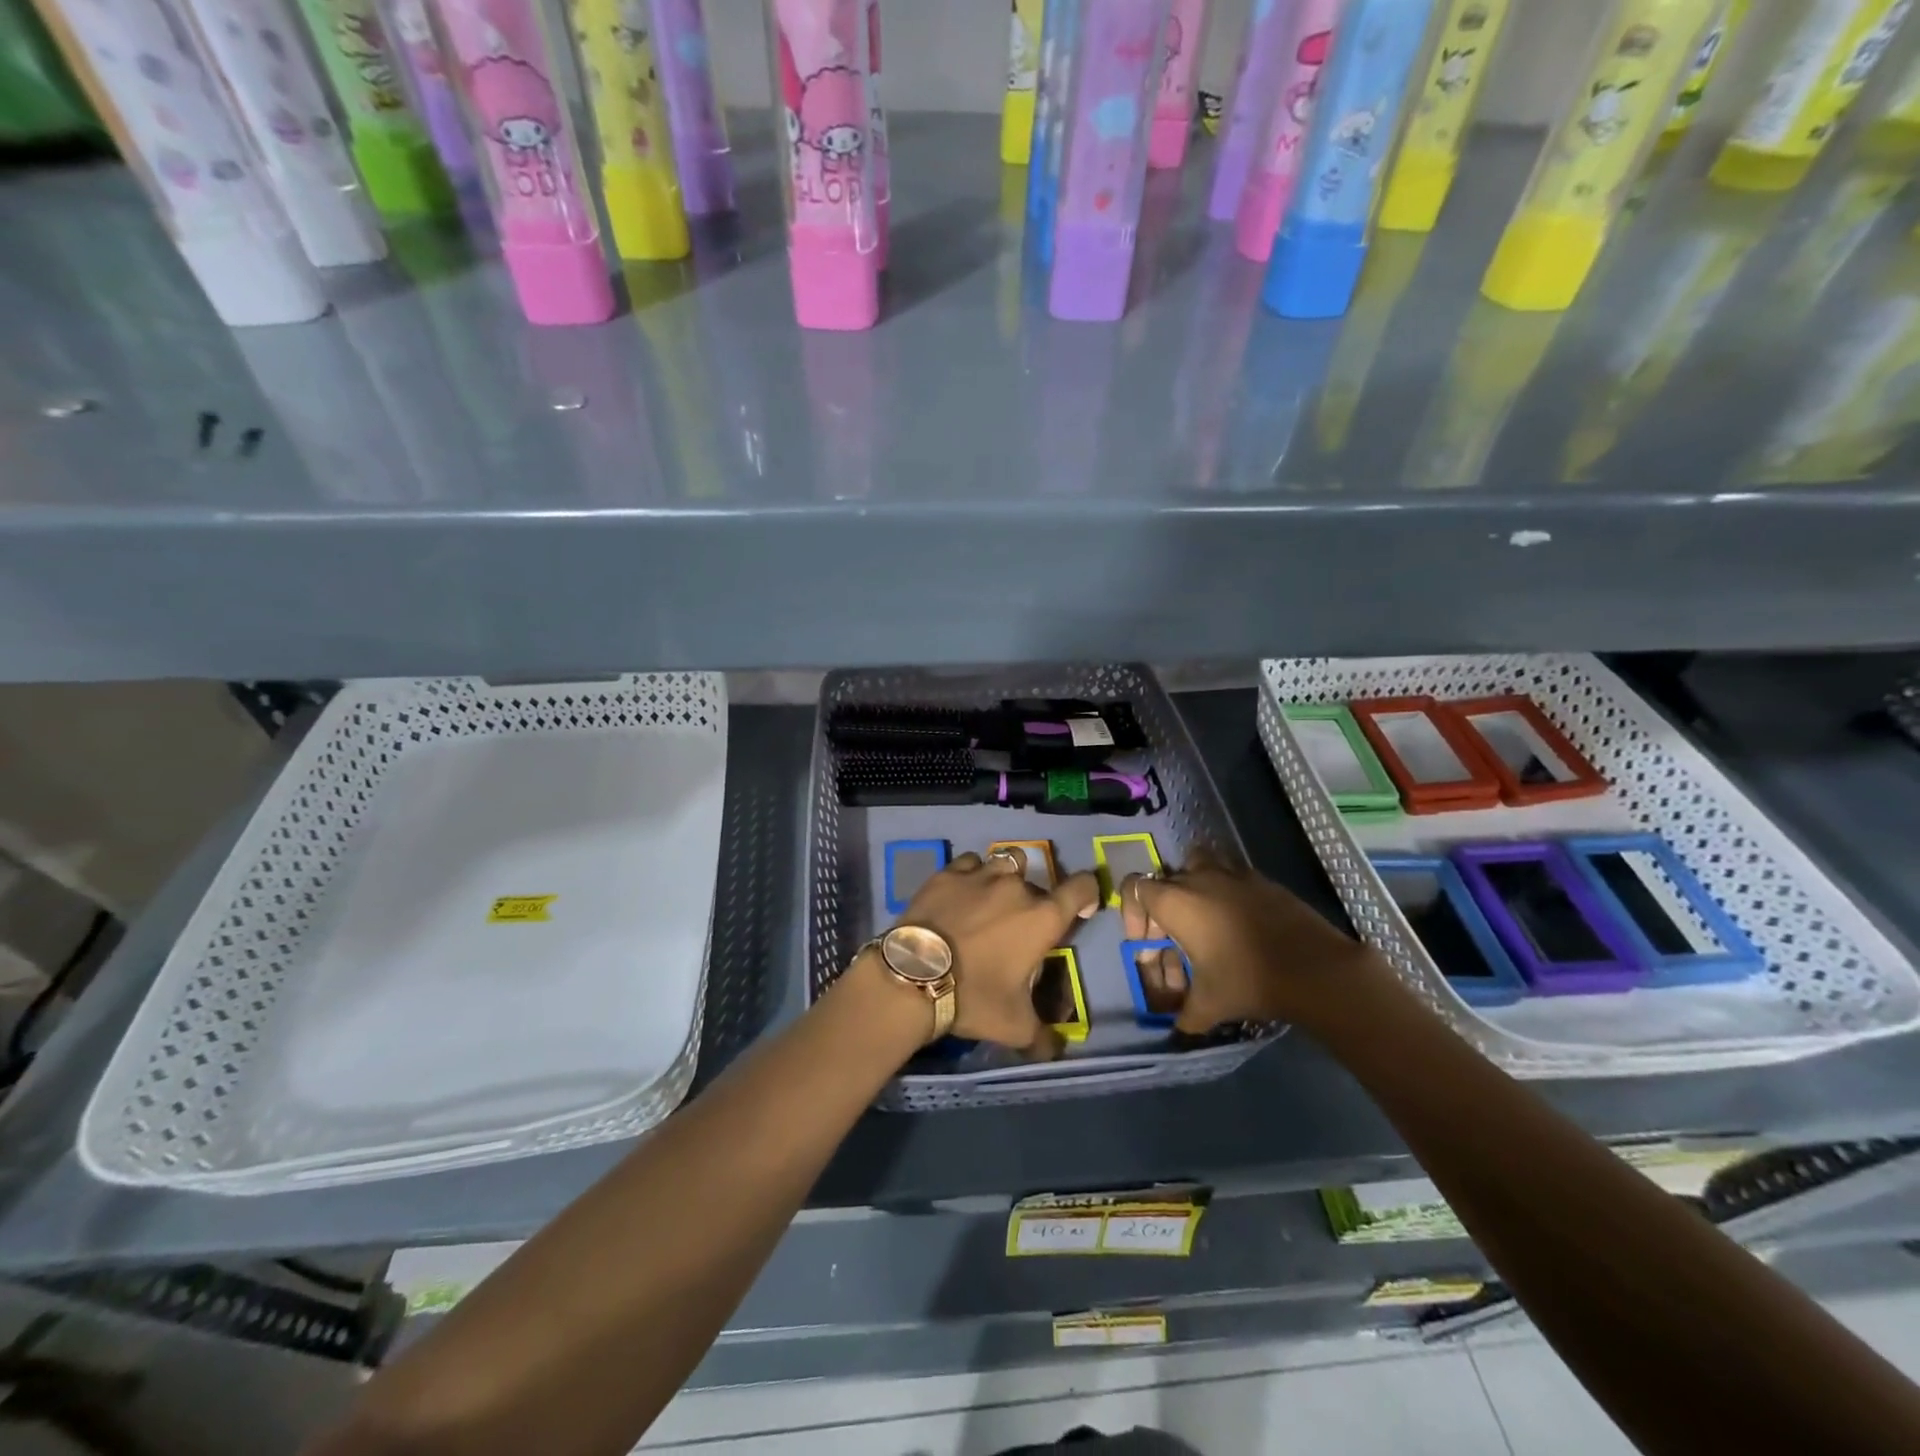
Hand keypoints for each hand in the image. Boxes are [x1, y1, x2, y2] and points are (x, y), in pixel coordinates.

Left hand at [899, 848, 1099, 1055]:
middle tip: (1020, 926)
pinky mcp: (948, 873)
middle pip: (1039, 882)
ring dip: (1006, 878)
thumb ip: (1043, 1036)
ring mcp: (980, 875)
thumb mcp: (1014, 1026)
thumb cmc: (974, 997)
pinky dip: (972, 874)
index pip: (1082, 888)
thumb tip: (1055, 1050)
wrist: (914, 977)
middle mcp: (1017, 887)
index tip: (1081, 908)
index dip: (1088, 893)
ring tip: (992, 900)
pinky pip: (969, 863)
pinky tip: (962, 892)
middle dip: (1036, 901)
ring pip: (1006, 862)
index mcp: (1043, 918)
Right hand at [1121, 849, 1376, 1033]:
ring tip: (1202, 916)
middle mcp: (1198, 878)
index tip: (1145, 942)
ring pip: (1197, 863)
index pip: (1134, 887)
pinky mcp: (1262, 880)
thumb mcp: (1208, 1005)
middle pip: (1165, 880)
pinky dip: (1225, 891)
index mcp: (1175, 902)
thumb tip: (1179, 1030)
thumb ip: (1185, 1015)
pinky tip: (1238, 922)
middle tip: (1173, 942)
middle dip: (1162, 909)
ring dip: (1192, 884)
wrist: (1315, 969)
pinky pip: (1231, 874)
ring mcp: (1232, 874)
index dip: (1132, 913)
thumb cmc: (1248, 980)